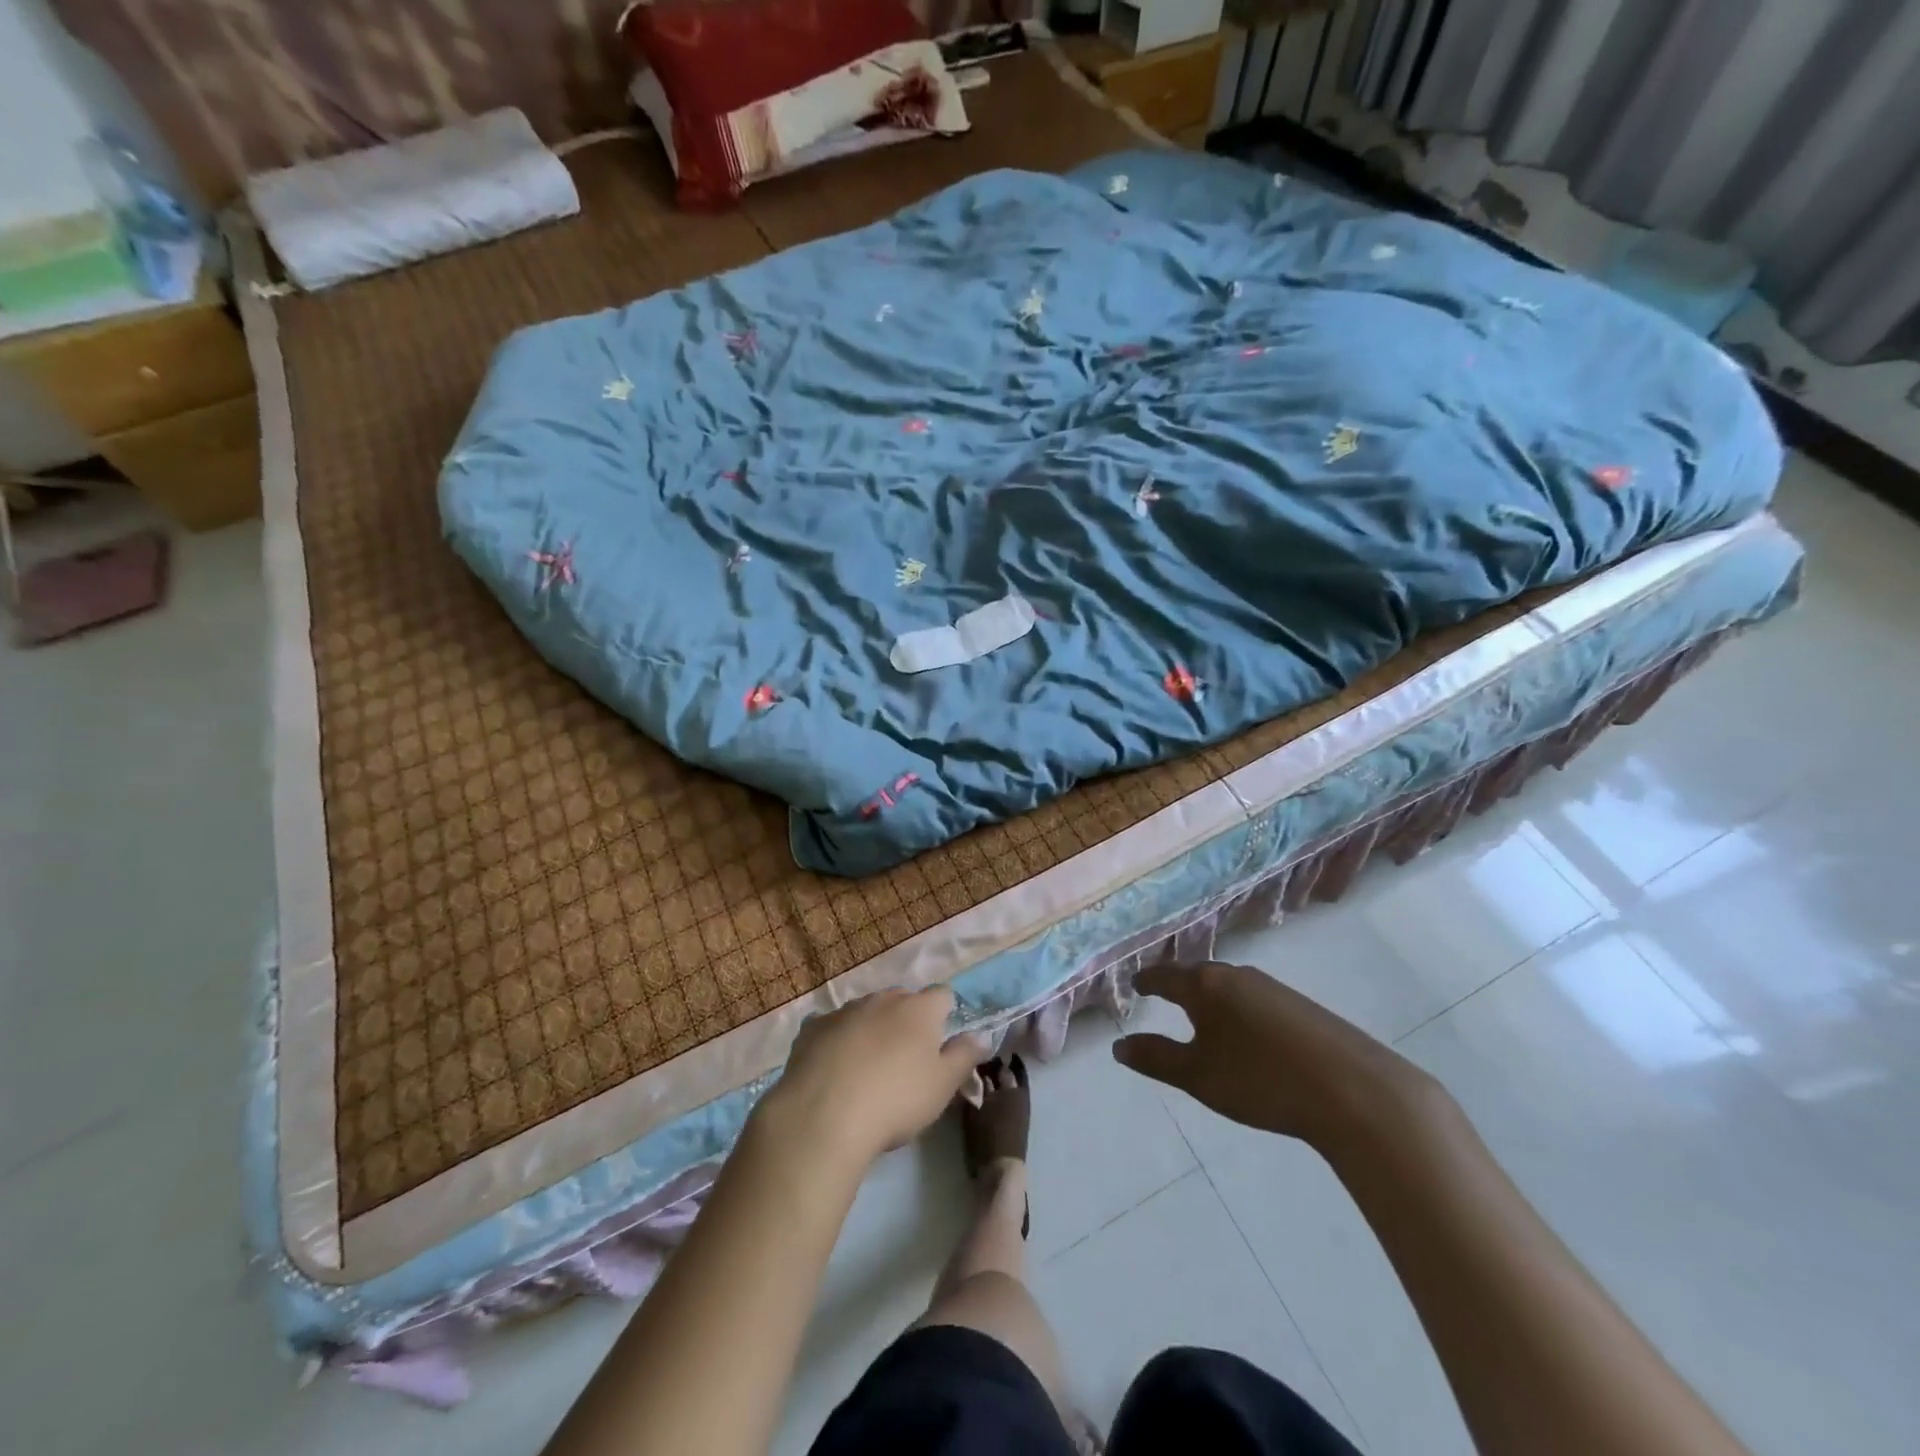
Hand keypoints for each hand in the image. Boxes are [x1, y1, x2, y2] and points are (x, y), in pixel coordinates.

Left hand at [757, 988, 985, 1172]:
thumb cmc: (895, 1100)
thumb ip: (964, 1056)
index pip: (943, 995)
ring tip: (868, 1067)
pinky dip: (838, 1040)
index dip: (945, 1015)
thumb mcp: (942, 1086)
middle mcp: (883, 999)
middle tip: (906, 1059)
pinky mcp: (813, 1027)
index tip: (941, 1043)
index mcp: (919, 1009)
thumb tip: (980, 1036)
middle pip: (902, 1000)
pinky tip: (833, 1068)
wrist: (823, 1116)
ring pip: (866, 1011)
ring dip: (872, 1028)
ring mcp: (845, 1010)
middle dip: (907, 1020)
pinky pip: (832, 1026)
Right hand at [1113, 961, 1437, 1150]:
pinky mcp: (1302, 1006)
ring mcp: (1273, 988)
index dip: (1147, 981)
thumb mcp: (1198, 1075)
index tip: (1135, 985)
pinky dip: (1238, 1009)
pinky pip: (1255, 999)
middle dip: (1178, 986)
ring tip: (1201, 1015)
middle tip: (1162, 996)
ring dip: (1210, 998)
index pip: (1165, 975)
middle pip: (1198, 975)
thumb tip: (1118, 1045)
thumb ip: (1156, 1058)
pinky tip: (1247, 1034)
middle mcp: (1237, 976)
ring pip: (1229, 986)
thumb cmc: (1261, 1080)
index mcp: (1205, 986)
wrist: (1355, 1090)